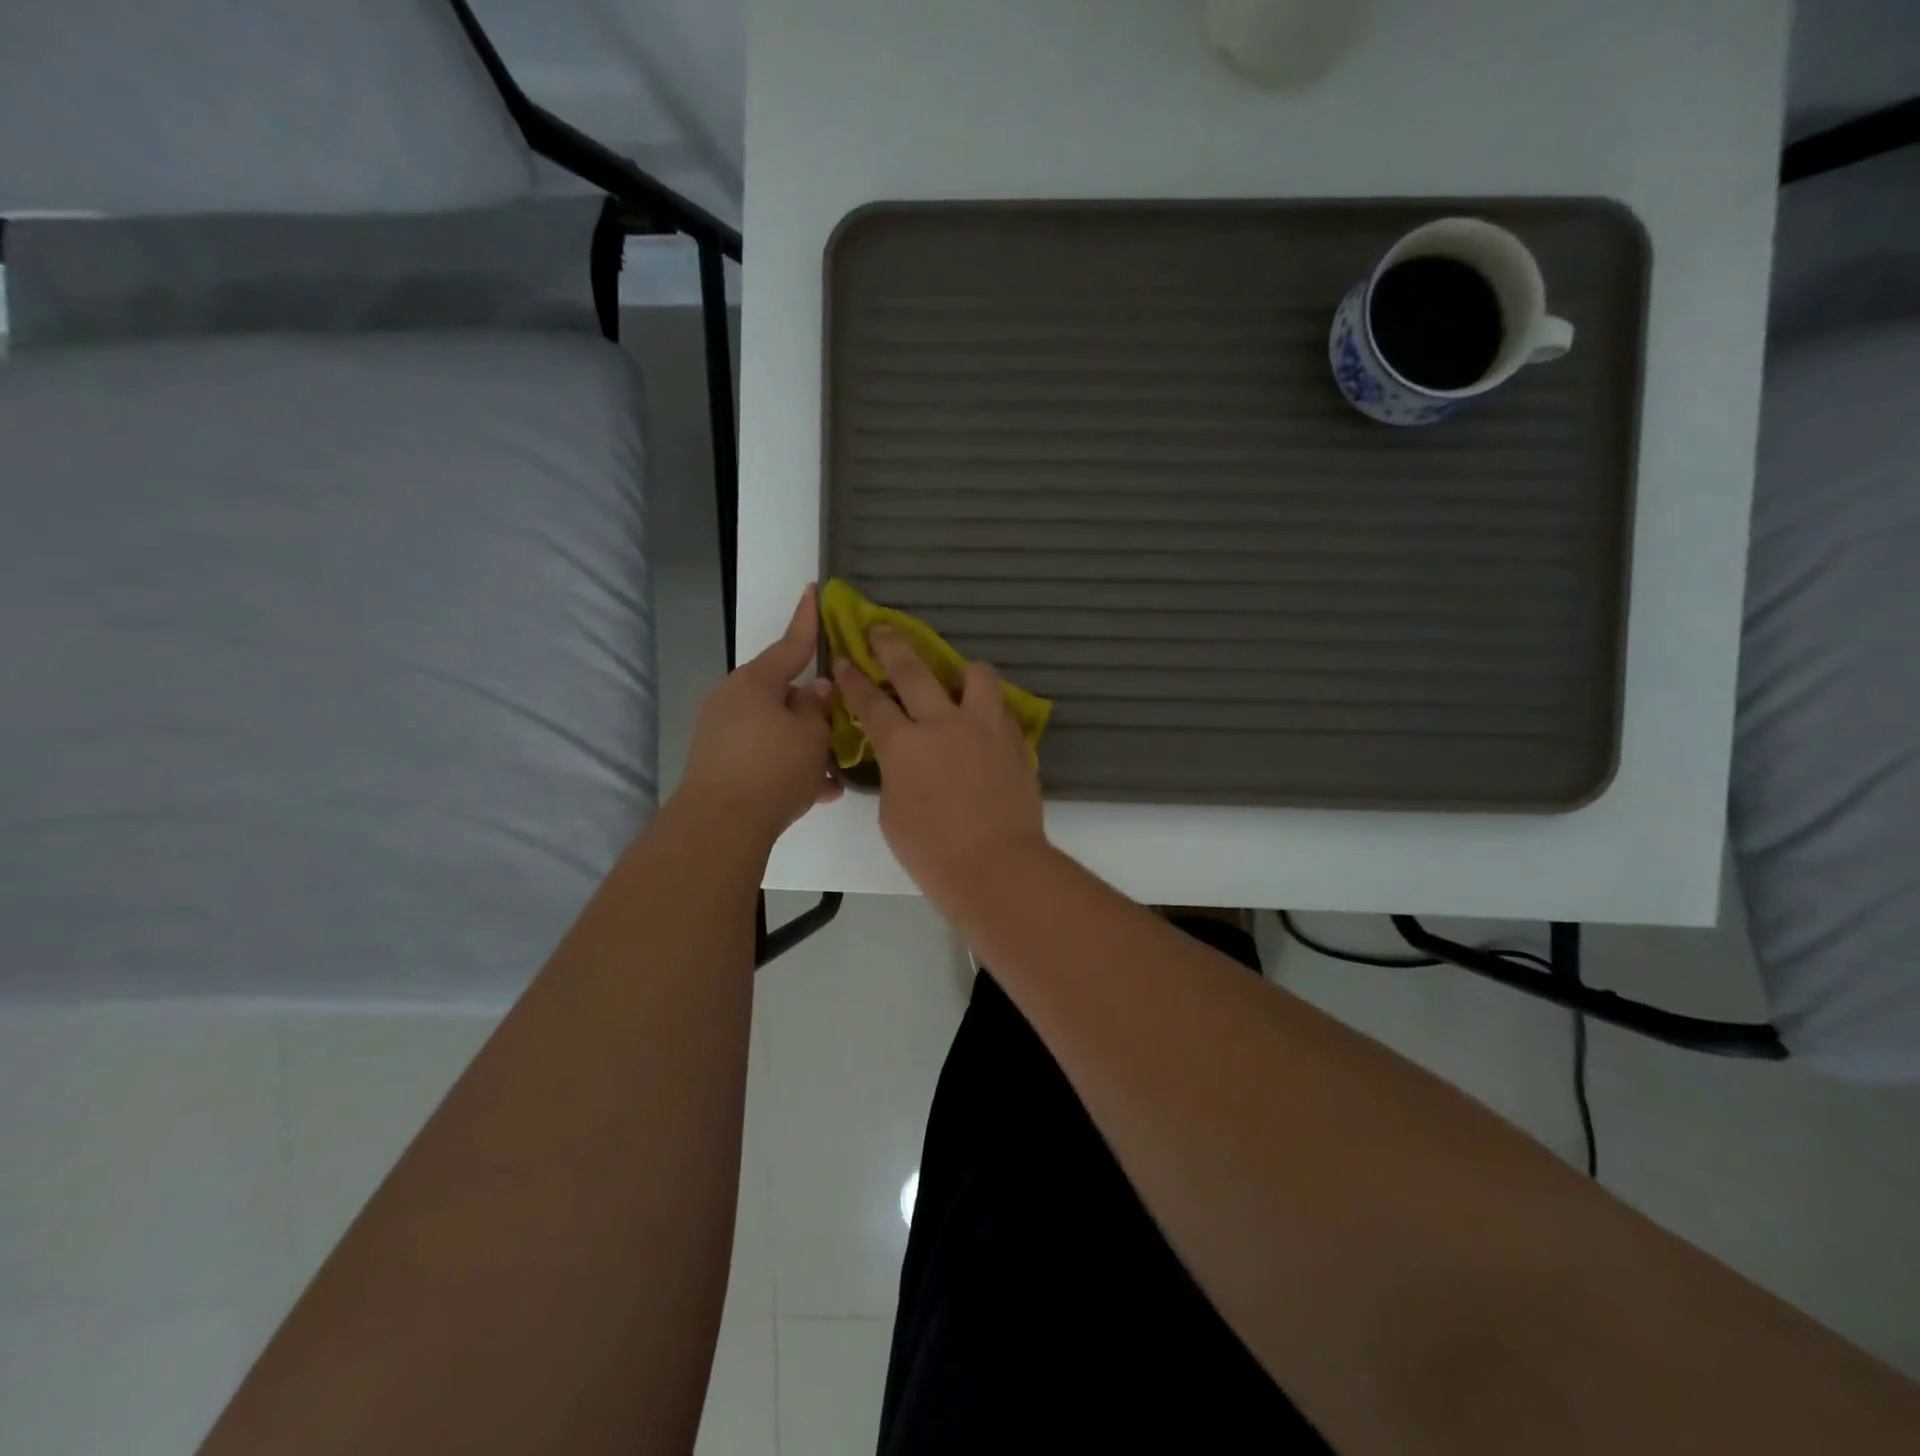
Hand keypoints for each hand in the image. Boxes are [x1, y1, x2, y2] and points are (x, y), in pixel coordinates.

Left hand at [679, 585, 842, 842]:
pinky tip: (820, 791)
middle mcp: (734, 702)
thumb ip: (818, 708)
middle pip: (784, 694)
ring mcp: (723, 735)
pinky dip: (791, 768)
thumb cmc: (773, 768)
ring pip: (778, 731)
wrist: (720, 826)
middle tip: (843, 720)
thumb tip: (817, 690)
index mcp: (755, 683)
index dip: (808, 620)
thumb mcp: (811, 735)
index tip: (815, 589)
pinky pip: (766, 757)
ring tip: (836, 769)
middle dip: (814, 709)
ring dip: (807, 745)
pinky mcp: (722, 766)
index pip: (790, 644)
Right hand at [833, 627, 1044, 904]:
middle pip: (914, 670)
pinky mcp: (1015, 741)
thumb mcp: (892, 813)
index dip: (854, 679)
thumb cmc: (932, 851)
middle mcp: (943, 723)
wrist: (996, 864)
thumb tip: (902, 761)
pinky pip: (1000, 709)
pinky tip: (982, 726)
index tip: (845, 660)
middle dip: (892, 645)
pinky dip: (987, 710)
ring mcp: (984, 728)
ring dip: (961, 671)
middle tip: (882, 630)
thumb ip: (894, 775)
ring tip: (957, 681)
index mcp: (904, 744)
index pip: (871, 701)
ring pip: (976, 674)